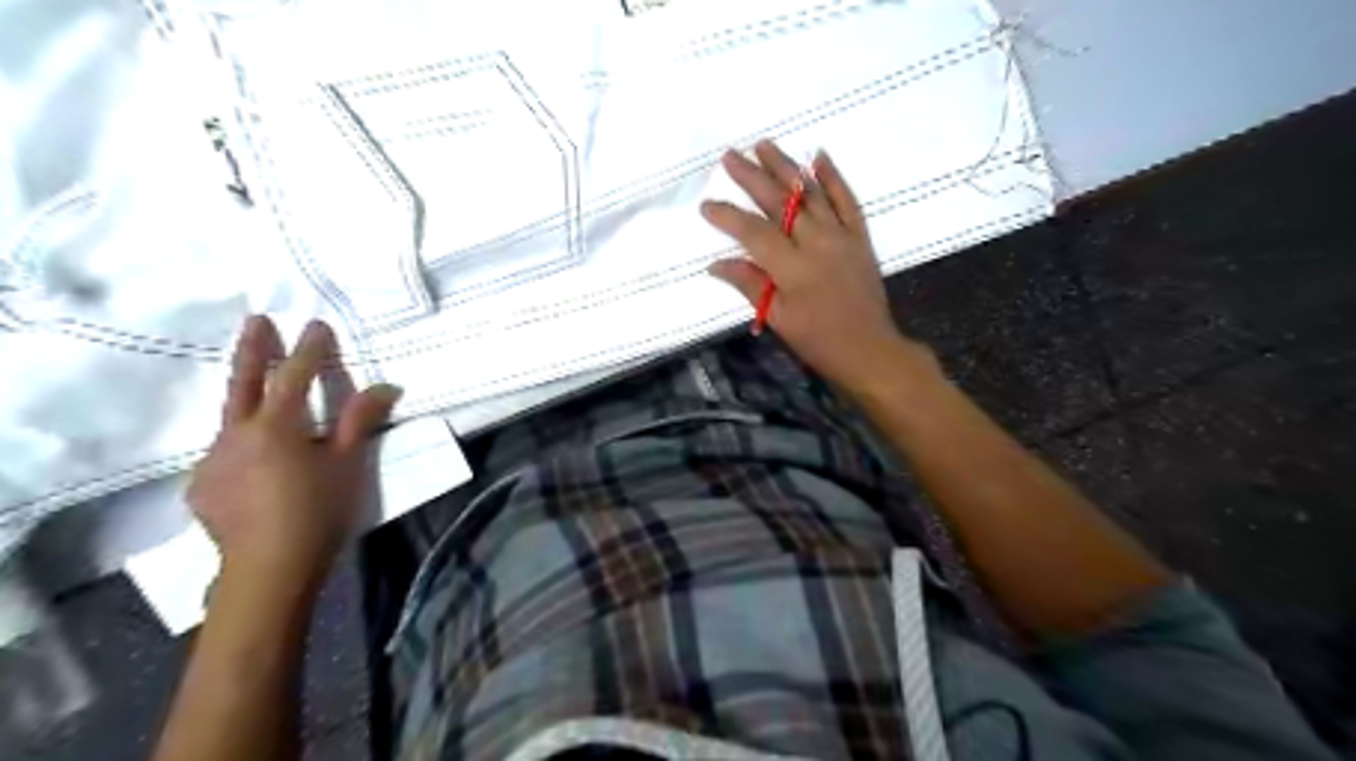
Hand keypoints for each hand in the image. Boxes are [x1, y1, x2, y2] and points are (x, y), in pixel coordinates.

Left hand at [192, 315, 402, 594]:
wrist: (268, 569)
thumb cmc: (318, 511)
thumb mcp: (348, 464)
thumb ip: (360, 421)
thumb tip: (385, 385)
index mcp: (276, 426)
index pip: (295, 376)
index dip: (309, 350)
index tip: (317, 324)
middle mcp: (236, 434)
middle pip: (244, 382)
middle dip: (254, 349)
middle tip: (257, 320)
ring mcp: (213, 459)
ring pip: (231, 419)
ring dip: (247, 398)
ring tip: (260, 391)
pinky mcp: (202, 485)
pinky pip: (224, 452)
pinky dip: (242, 443)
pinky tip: (254, 459)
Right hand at [705, 138, 915, 393]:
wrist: (869, 349)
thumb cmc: (819, 341)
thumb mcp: (779, 320)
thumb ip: (750, 286)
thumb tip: (717, 264)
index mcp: (792, 268)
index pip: (753, 232)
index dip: (728, 217)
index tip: (706, 205)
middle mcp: (816, 243)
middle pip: (780, 202)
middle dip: (752, 177)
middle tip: (730, 156)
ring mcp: (841, 236)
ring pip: (811, 193)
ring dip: (786, 167)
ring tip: (764, 144)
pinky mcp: (859, 237)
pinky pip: (847, 200)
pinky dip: (833, 177)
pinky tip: (819, 156)